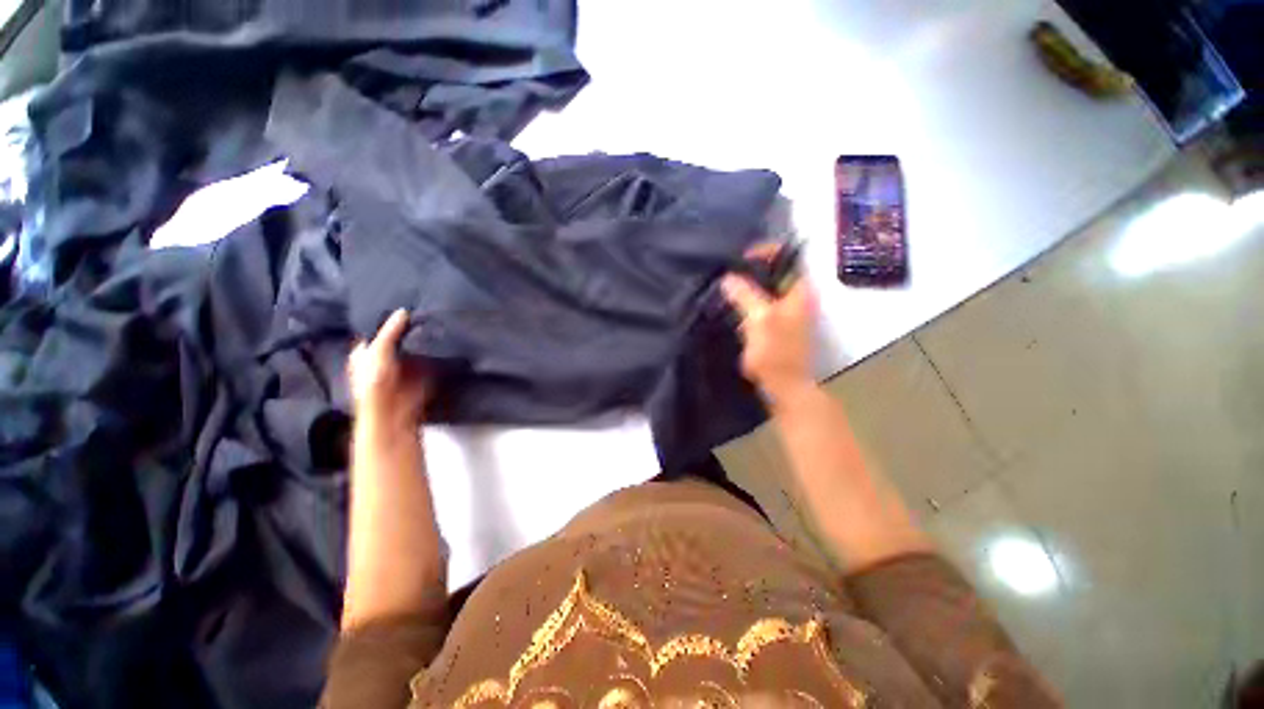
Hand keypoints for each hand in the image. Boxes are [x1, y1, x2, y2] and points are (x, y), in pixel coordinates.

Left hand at [348, 309, 431, 431]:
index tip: (405, 302)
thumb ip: (390, 331)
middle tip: (425, 307)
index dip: (389, 318)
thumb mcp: (378, 352)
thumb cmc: (375, 383)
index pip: (378, 329)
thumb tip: (404, 310)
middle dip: (410, 326)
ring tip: (437, 317)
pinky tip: (443, 336)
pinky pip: (430, 356)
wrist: (394, 413)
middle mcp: (385, 356)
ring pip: (416, 345)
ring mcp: (406, 364)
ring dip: (424, 337)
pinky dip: (435, 349)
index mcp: (367, 350)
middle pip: (400, 336)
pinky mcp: (422, 371)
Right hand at [722, 248, 816, 406]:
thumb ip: (745, 294)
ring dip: (749, 286)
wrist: (784, 386)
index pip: (788, 257)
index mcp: (800, 292)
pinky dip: (749, 300)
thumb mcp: (759, 319)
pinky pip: (762, 304)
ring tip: (727, 286)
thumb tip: (729, 277)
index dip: (765, 252)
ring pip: (768, 289)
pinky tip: (733, 305)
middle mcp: (798, 298)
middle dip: (753, 269)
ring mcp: (789, 312)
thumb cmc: (775, 352)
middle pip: (777, 272)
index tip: (741, 258)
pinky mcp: (777, 325)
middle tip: (729, 272)